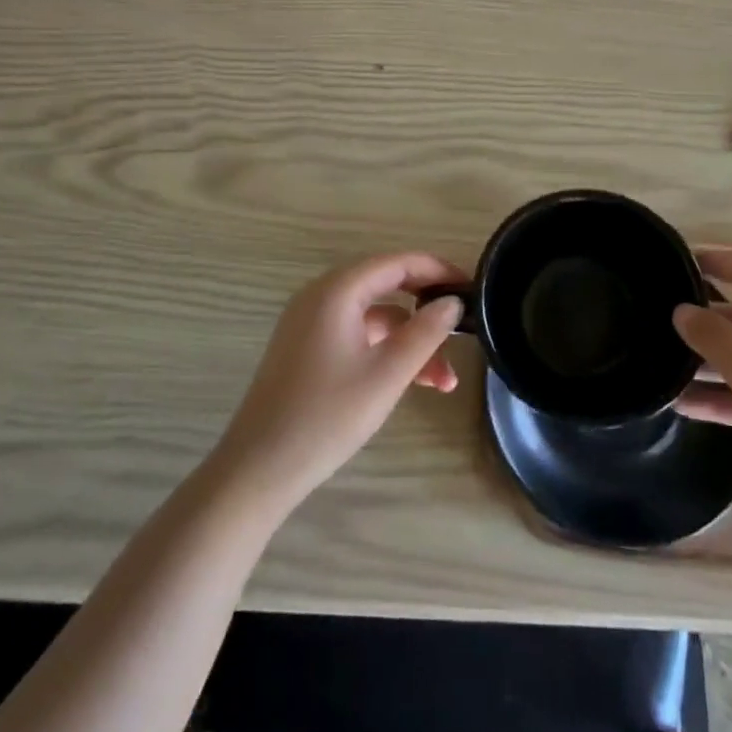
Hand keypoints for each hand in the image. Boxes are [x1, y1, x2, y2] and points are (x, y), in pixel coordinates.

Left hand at [214, 253, 466, 513]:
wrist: (259, 468)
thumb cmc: (327, 416)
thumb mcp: (388, 374)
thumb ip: (426, 332)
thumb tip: (452, 302)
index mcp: (337, 290)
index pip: (397, 263)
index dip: (437, 270)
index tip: (472, 289)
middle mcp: (320, 296)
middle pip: (386, 287)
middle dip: (426, 312)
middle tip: (463, 330)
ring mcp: (310, 322)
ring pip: (374, 317)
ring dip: (409, 341)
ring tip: (443, 381)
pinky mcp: (306, 348)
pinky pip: (356, 335)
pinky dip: (385, 351)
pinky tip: (409, 382)